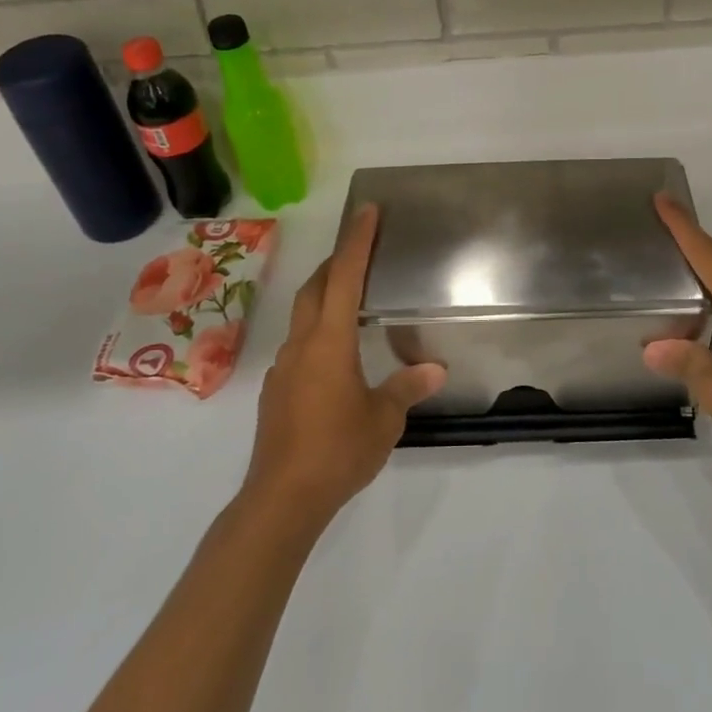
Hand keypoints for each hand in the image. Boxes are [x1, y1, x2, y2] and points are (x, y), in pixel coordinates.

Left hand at [243, 204, 445, 525]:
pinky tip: (335, 357)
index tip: (366, 212)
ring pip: (303, 316)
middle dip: (335, 262)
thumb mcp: (384, 419)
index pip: (344, 278)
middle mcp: (301, 346)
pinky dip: (317, 332)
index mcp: (329, 343)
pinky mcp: (276, 392)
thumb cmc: (338, 451)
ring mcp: (283, 369)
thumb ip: (407, 388)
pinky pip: (299, 346)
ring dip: (324, 296)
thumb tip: (435, 369)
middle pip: (314, 289)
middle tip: (360, 249)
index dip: (356, 242)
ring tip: (352, 299)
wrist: (281, 500)